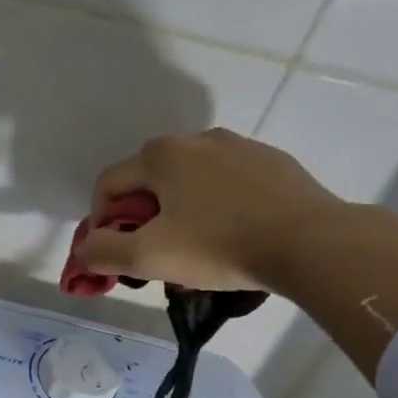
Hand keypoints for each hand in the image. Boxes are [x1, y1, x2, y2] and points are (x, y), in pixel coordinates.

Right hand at [79, 129, 341, 290]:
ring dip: (179, 211)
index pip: (108, 185)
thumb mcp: (147, 257)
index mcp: (161, 155)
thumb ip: (101, 252)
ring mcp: (239, 147)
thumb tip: (85, 249)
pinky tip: (232, 235)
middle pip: (149, 181)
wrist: (312, 243)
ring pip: (189, 181)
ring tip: (195, 248)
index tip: (115, 254)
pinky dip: (218, 206)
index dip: (101, 221)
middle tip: (154, 252)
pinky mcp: (272, 162)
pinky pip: (227, 183)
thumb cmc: (219, 246)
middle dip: (141, 217)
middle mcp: (196, 139)